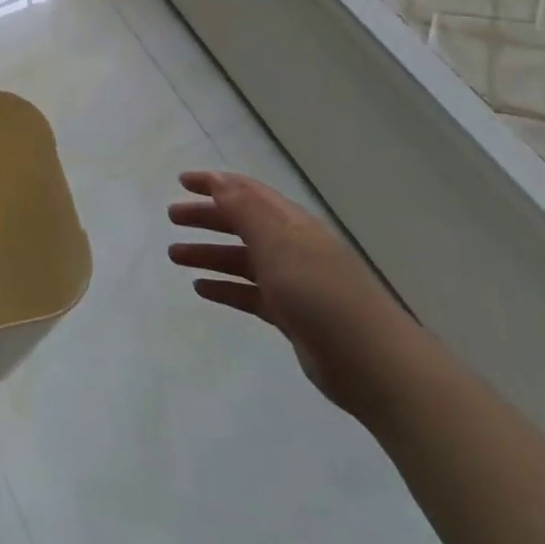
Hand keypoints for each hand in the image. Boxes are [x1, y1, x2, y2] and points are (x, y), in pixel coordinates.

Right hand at [167, 170, 415, 414]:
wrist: (372, 363)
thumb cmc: (321, 294)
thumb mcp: (280, 245)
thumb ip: (246, 211)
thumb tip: (219, 180)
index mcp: (292, 224)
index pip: (248, 193)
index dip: (215, 184)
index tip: (181, 181)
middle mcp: (292, 247)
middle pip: (242, 223)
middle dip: (207, 217)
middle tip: (172, 218)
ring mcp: (292, 282)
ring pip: (242, 259)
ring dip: (209, 253)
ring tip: (175, 256)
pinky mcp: (290, 315)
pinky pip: (249, 293)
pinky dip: (225, 287)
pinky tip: (201, 289)